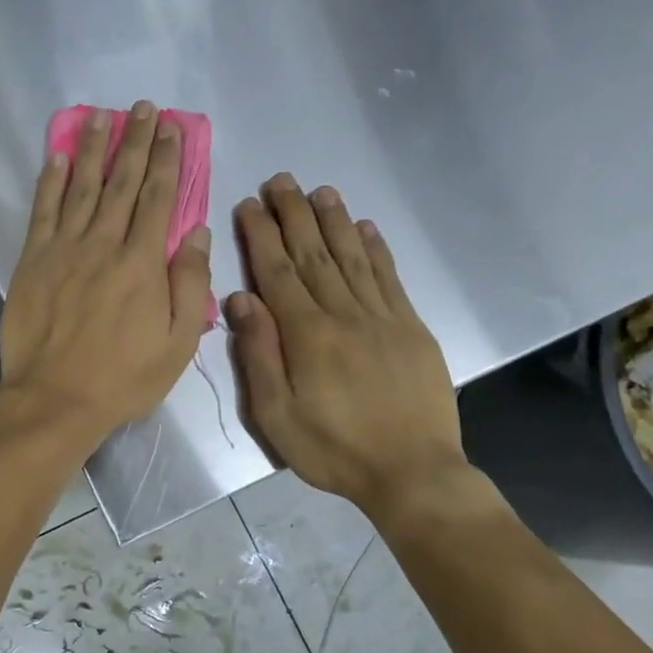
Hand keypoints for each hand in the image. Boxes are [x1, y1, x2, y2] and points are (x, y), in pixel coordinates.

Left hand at [0, 102, 211, 450]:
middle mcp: (103, 244)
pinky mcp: (33, 261)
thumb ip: (190, 285)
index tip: (172, 129)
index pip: (159, 198)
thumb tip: (197, 233)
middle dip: (135, 141)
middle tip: (143, 108)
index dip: (167, 160)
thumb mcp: (177, 344)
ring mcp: (64, 249)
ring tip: (101, 116)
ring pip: (81, 186)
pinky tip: (56, 156)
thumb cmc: (122, 378)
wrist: (55, 399)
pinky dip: (49, 181)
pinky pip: (42, 211)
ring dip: (92, 148)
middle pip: (122, 182)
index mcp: (142, 264)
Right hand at [227, 175, 465, 511]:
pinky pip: (390, 279)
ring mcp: (383, 318)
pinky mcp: (411, 329)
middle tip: (281, 180)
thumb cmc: (333, 450)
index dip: (262, 235)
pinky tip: (366, 229)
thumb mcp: (276, 416)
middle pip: (314, 253)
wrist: (412, 472)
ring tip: (320, 191)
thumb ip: (258, 355)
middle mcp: (344, 314)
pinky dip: (377, 250)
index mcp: (307, 335)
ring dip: (335, 221)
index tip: (249, 203)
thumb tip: (241, 300)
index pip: (277, 272)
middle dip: (295, 214)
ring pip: (353, 258)